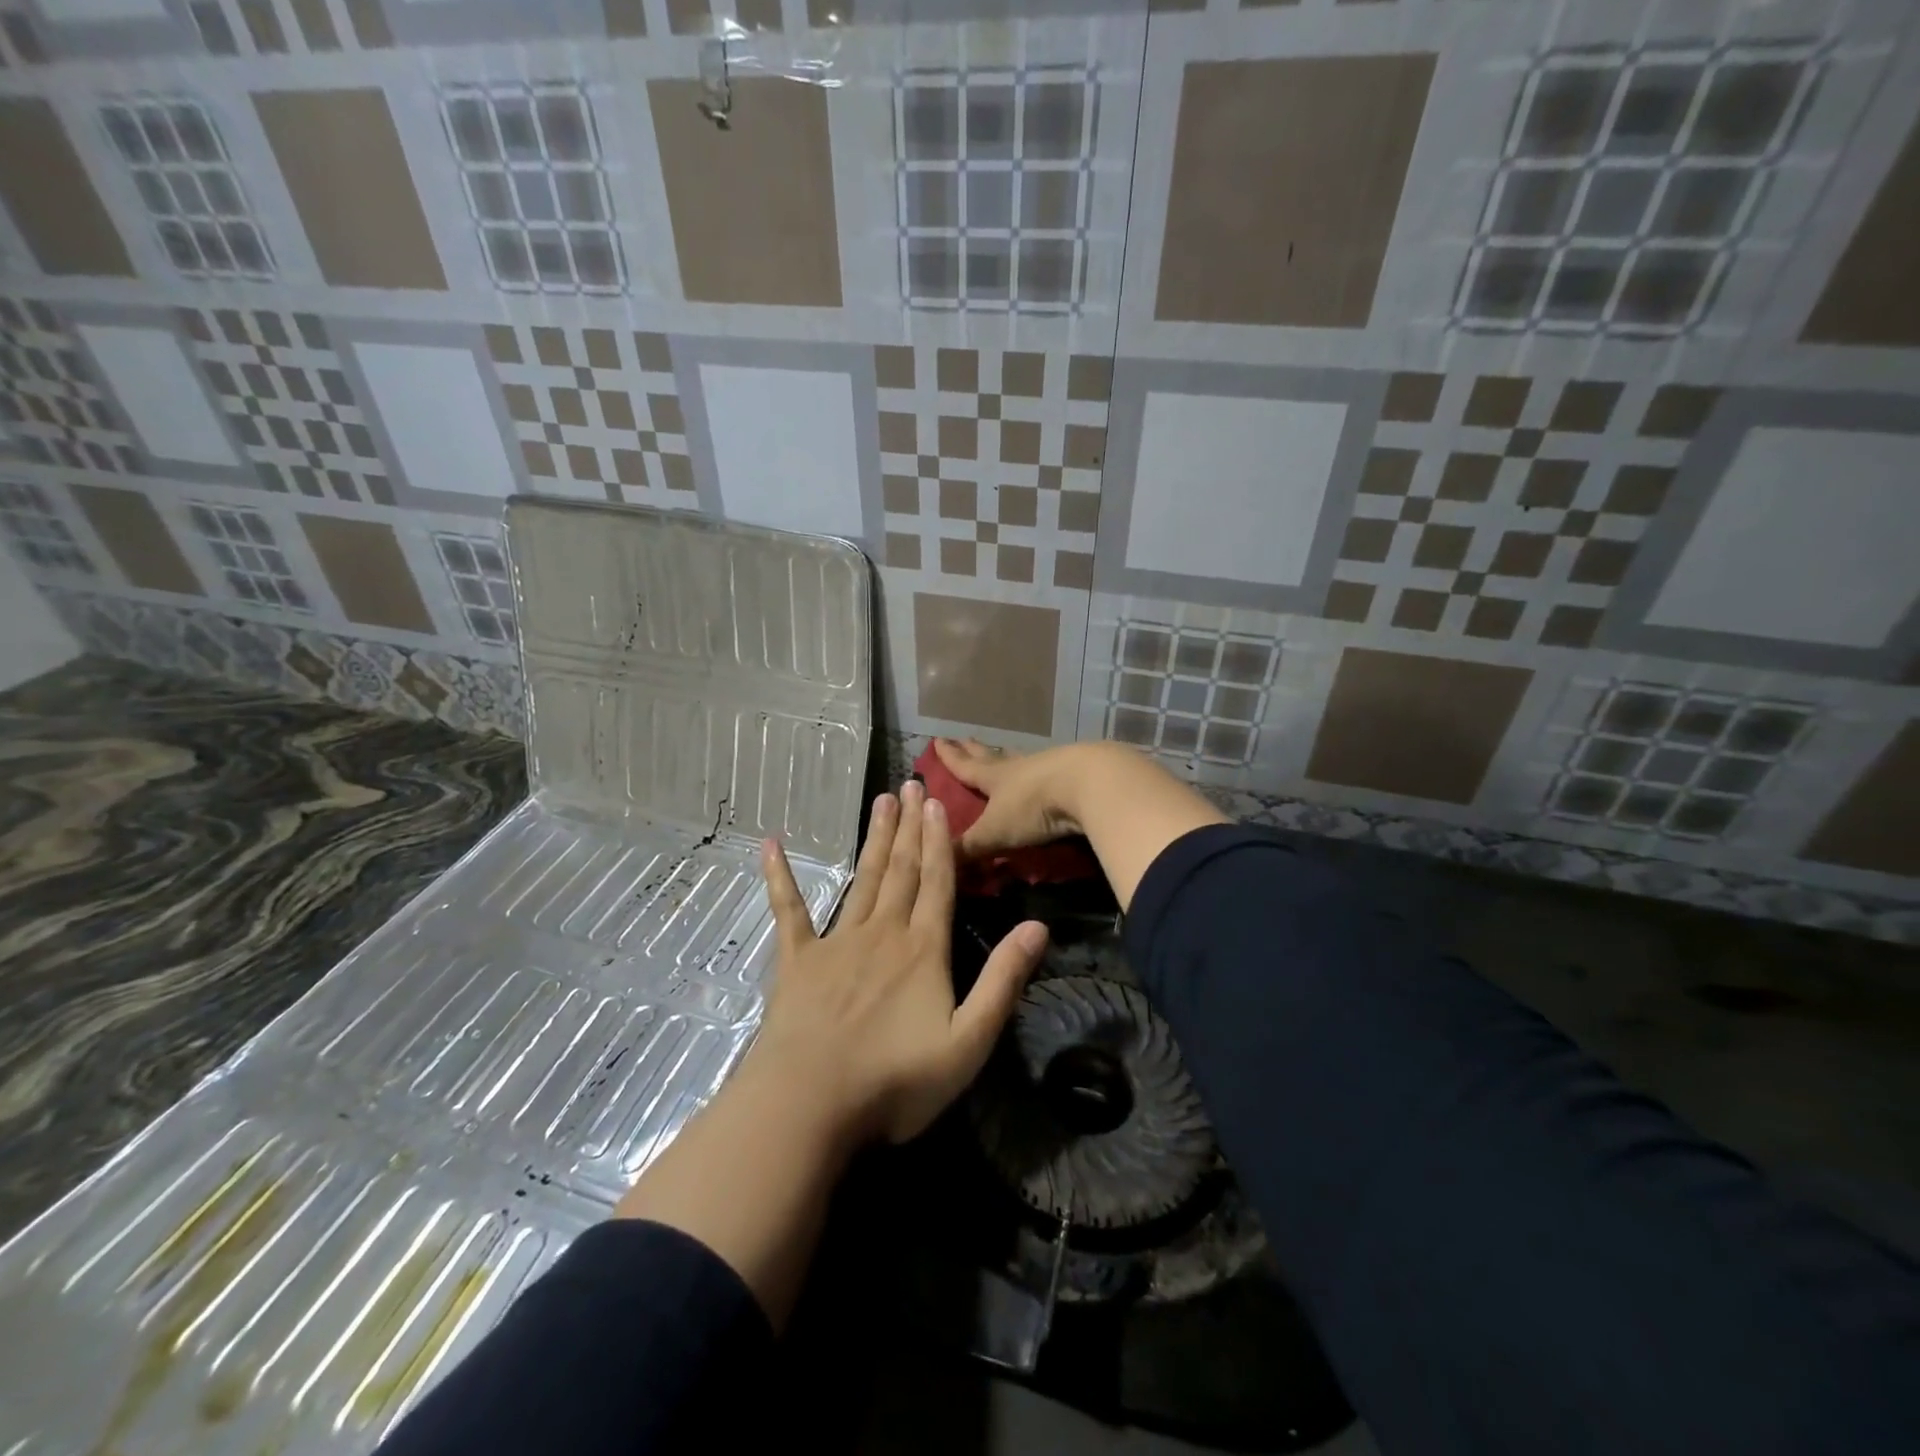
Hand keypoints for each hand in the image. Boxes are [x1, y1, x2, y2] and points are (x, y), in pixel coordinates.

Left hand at [753, 779, 1048, 1145]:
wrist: (810, 1102)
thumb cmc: (895, 1080)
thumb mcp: (968, 1040)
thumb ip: (1003, 980)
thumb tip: (1038, 927)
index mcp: (923, 949)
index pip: (938, 882)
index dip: (941, 841)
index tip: (938, 802)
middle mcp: (882, 932)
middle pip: (902, 869)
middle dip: (910, 826)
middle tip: (910, 784)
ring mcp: (836, 942)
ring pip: (862, 879)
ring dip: (875, 839)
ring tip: (881, 801)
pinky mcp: (797, 960)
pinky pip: (789, 910)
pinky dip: (781, 877)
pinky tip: (771, 845)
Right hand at [934, 736, 1227, 911]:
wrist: (1089, 785)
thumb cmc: (1034, 806)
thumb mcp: (996, 831)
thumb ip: (969, 849)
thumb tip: (939, 864)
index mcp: (995, 777)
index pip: (966, 766)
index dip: (950, 758)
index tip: (938, 740)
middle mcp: (1019, 767)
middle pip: (993, 757)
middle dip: (976, 750)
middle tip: (964, 738)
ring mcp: (1049, 768)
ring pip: (1023, 760)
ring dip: (1010, 759)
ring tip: (1003, 754)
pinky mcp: (1076, 775)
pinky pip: (1050, 773)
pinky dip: (1041, 773)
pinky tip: (1045, 775)